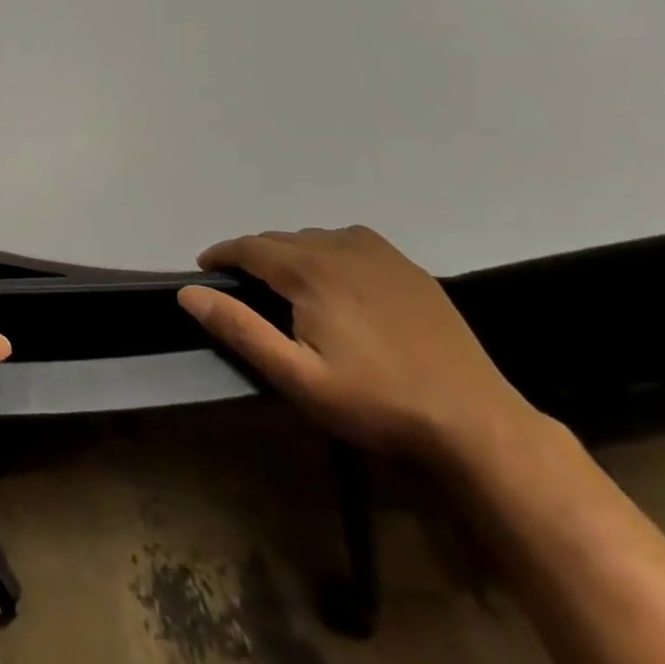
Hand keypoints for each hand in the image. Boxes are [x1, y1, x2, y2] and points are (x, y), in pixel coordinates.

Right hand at [180, 226, 539, 467]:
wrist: (476, 425)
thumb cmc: (376, 403)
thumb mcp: (297, 377)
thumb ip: (240, 329)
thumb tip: (188, 292)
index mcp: (312, 272)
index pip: (250, 247)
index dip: (221, 254)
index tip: (204, 270)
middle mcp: (344, 250)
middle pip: (282, 239)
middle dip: (253, 255)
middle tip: (241, 287)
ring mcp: (384, 257)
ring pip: (317, 238)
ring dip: (290, 252)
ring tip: (283, 283)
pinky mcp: (412, 272)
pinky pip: (354, 242)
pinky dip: (329, 250)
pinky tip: (335, 279)